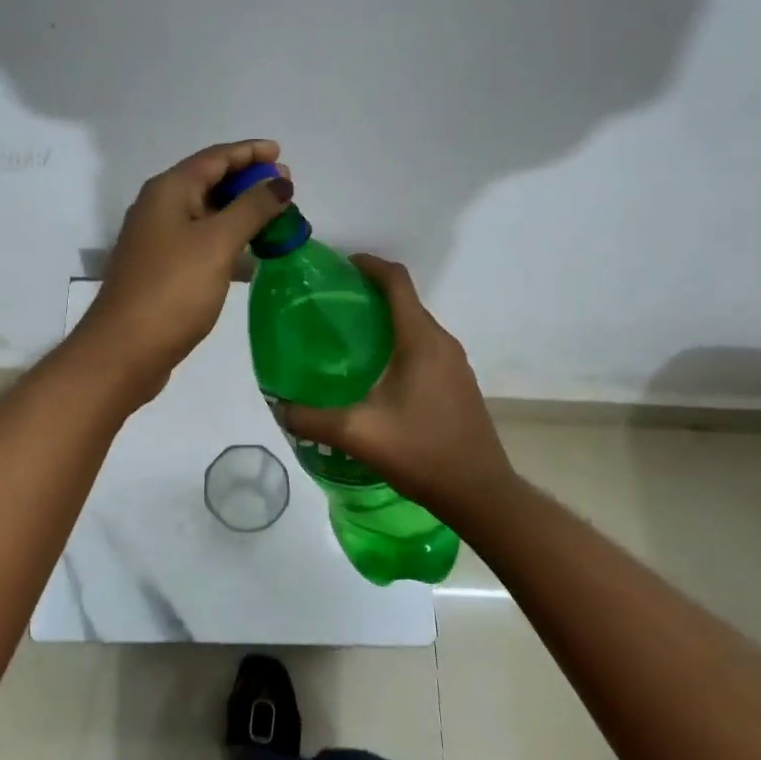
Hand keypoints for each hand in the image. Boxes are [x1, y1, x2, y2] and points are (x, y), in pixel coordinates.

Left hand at [74, 139, 292, 400]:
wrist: (125, 350)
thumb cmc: (173, 288)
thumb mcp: (218, 242)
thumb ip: (252, 208)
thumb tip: (279, 181)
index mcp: (169, 190)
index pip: (215, 157)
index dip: (249, 152)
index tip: (281, 153)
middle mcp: (159, 207)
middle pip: (209, 181)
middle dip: (247, 181)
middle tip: (285, 189)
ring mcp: (158, 239)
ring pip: (206, 213)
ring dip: (240, 212)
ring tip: (276, 219)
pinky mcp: (162, 269)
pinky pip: (201, 241)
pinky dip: (227, 241)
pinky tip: (252, 256)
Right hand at [281, 255, 515, 522]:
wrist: (481, 495)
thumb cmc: (422, 453)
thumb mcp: (358, 435)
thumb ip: (312, 418)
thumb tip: (278, 406)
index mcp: (420, 340)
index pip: (396, 281)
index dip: (368, 265)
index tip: (338, 266)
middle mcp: (442, 342)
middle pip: (404, 300)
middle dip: (368, 293)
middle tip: (328, 305)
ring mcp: (454, 363)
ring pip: (414, 324)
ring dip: (383, 319)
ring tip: (344, 337)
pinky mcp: (457, 382)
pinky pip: (423, 346)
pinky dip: (397, 342)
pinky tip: (373, 372)